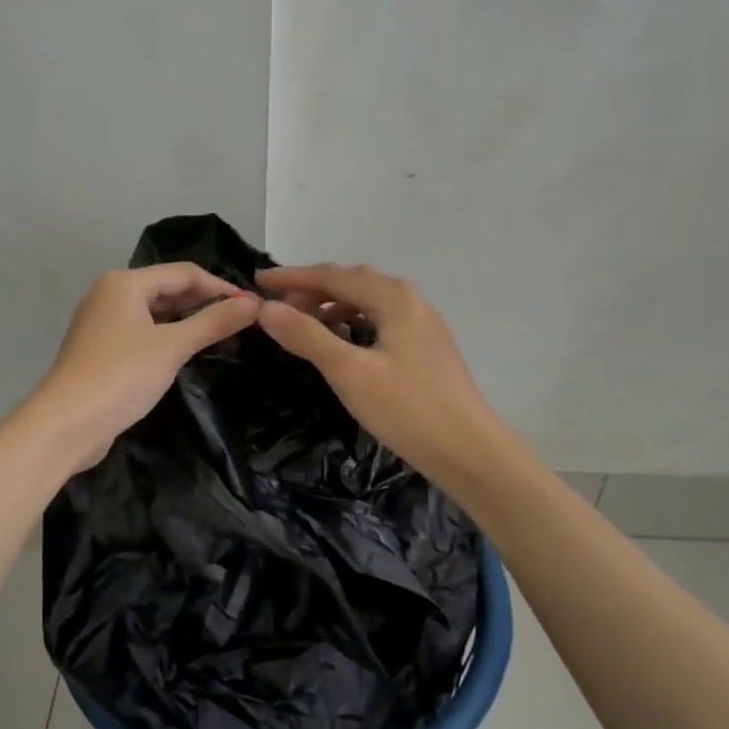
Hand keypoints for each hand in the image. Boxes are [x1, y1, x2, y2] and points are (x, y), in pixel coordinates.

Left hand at [27, 264, 260, 470]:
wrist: (64, 425)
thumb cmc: (120, 377)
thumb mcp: (173, 347)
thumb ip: (214, 322)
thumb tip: (254, 303)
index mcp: (124, 283)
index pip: (184, 273)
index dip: (221, 287)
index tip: (254, 305)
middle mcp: (110, 294)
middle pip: (167, 288)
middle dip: (205, 302)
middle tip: (243, 320)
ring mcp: (102, 322)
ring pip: (155, 311)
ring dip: (187, 320)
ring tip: (223, 334)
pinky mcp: (101, 349)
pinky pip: (143, 332)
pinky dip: (168, 336)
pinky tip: (188, 351)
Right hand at [255, 264, 507, 486]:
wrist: (470, 452)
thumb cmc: (408, 409)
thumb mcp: (349, 373)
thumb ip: (307, 337)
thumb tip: (266, 308)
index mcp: (394, 299)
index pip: (333, 275)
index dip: (292, 277)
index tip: (258, 281)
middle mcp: (412, 302)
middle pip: (354, 283)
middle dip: (314, 289)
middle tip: (280, 306)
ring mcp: (424, 325)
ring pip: (370, 302)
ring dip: (334, 306)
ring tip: (306, 325)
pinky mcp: (428, 349)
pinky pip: (382, 321)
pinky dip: (355, 323)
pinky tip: (345, 344)